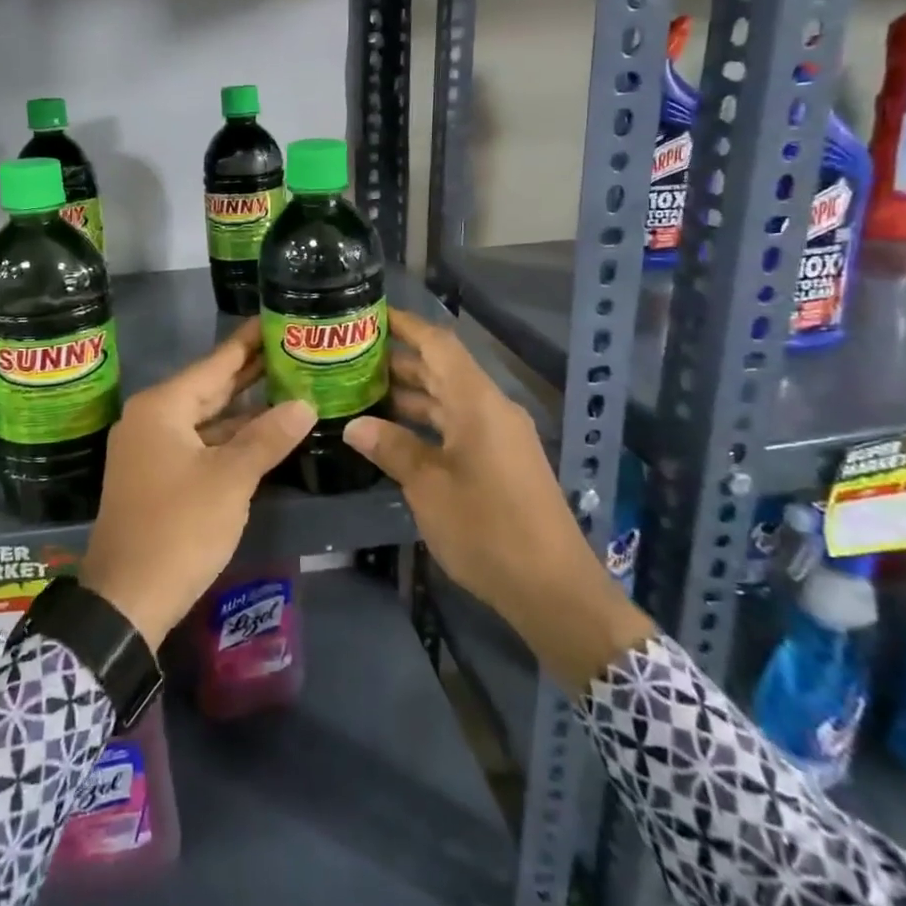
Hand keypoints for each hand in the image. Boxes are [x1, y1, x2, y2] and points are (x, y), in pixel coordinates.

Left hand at [80, 320, 316, 651]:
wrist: (126, 598)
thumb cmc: (178, 527)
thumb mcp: (230, 479)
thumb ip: (268, 437)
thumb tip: (304, 405)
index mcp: (162, 407)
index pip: (215, 363)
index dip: (248, 342)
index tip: (275, 317)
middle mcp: (151, 419)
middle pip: (209, 387)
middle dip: (250, 372)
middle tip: (291, 349)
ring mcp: (150, 449)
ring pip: (205, 418)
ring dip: (243, 409)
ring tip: (288, 387)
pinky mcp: (156, 476)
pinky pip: (198, 443)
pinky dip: (228, 438)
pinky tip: (261, 434)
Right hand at [343, 309, 652, 692]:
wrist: (554, 590)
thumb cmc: (487, 529)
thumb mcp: (428, 487)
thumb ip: (392, 448)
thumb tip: (354, 425)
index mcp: (477, 403)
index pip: (438, 344)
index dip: (405, 325)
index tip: (369, 316)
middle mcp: (491, 409)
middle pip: (442, 369)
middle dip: (398, 361)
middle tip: (351, 358)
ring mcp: (499, 436)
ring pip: (449, 399)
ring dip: (410, 394)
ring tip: (361, 392)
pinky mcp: (502, 461)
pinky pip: (458, 425)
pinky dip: (426, 422)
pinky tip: (394, 434)